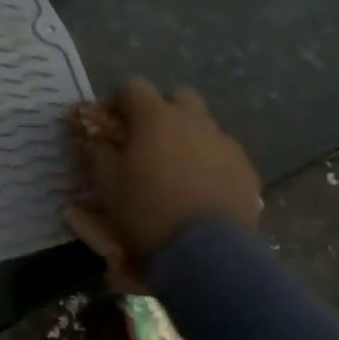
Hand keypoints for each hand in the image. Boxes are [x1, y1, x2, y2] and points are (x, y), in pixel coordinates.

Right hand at [67, 80, 260, 290]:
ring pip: (203, 126)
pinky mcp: (246, 168)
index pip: (133, 87)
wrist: (206, 252)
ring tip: (173, 170)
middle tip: (145, 142)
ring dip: (186, 137)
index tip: (107, 125)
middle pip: (177, 97)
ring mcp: (225, 143)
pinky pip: (223, 153)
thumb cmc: (147, 212)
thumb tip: (91, 137)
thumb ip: (96, 152)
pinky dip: (208, 162)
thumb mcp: (107, 185)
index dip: (116, 102)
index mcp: (156, 118)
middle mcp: (194, 120)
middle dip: (159, 112)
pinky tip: (199, 190)